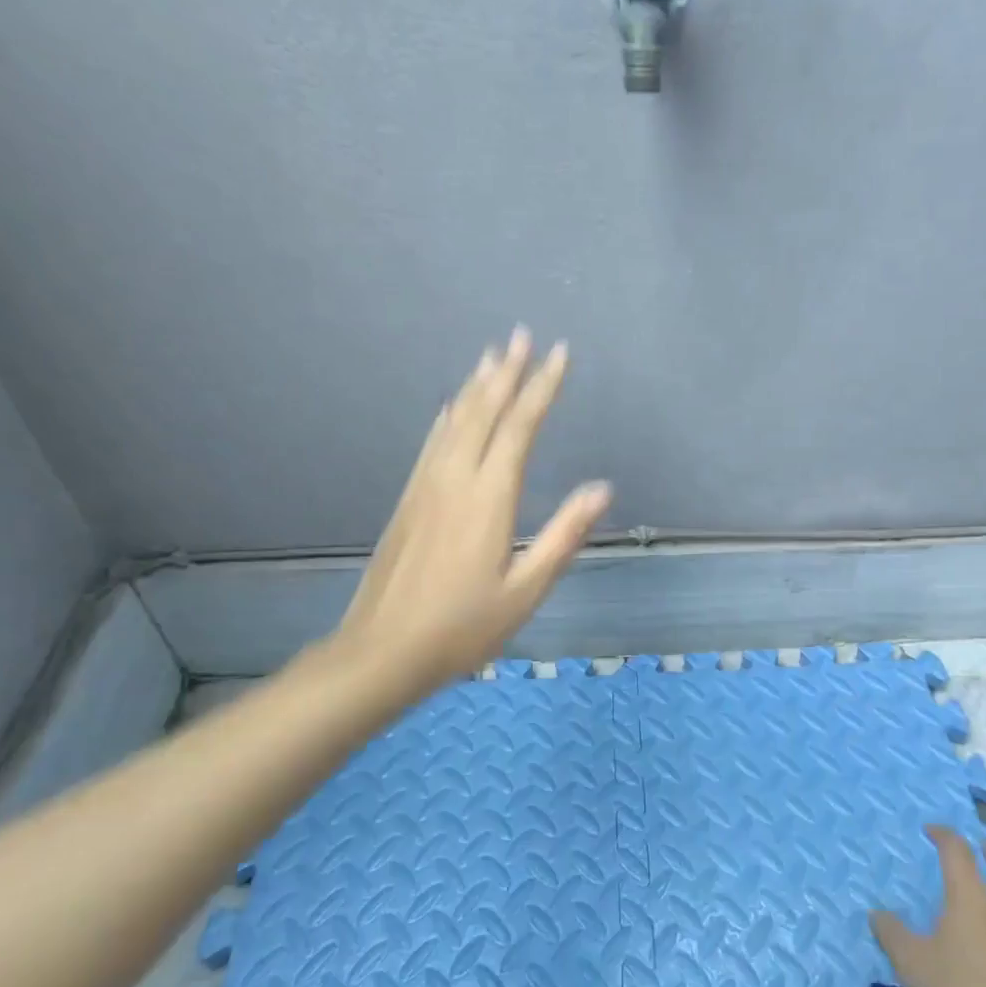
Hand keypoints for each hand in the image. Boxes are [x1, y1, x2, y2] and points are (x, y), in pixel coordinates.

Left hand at [331, 328, 611, 698]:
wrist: (383, 650)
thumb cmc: (464, 627)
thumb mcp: (526, 589)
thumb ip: (564, 535)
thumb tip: (602, 488)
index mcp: (489, 497)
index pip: (520, 427)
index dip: (542, 388)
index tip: (560, 354)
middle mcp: (455, 478)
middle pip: (484, 411)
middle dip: (507, 372)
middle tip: (523, 336)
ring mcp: (426, 486)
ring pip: (456, 421)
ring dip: (477, 385)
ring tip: (492, 355)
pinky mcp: (409, 500)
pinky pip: (433, 442)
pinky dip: (449, 416)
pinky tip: (452, 407)